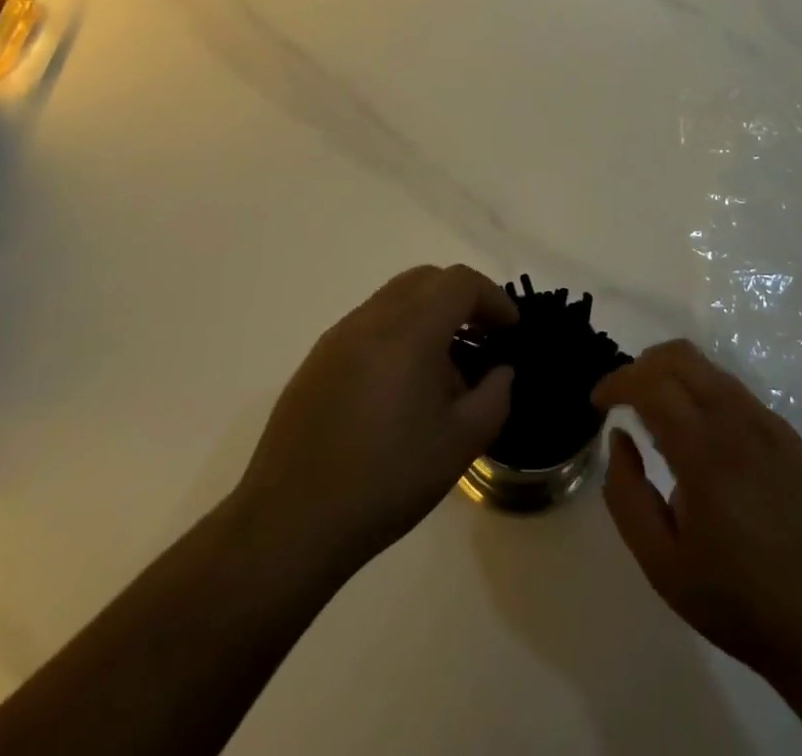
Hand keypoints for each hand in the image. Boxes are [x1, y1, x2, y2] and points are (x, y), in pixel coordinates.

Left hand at [236, 265, 516, 579]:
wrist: (290, 522)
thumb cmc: (386, 479)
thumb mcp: (460, 445)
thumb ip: (494, 397)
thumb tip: (500, 372)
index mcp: (410, 329)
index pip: (460, 282)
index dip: (493, 298)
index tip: (511, 331)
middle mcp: (372, 318)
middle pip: (426, 279)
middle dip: (462, 300)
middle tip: (483, 338)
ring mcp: (339, 336)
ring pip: (395, 299)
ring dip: (429, 316)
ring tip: (445, 369)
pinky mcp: (317, 359)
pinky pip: (369, 325)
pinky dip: (398, 334)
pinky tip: (402, 388)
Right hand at [592, 340, 801, 691]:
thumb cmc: (739, 600)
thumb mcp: (662, 564)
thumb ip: (627, 495)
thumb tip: (620, 439)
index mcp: (704, 450)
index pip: (651, 383)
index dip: (617, 382)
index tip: (598, 401)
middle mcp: (738, 421)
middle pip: (681, 356)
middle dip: (643, 365)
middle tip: (624, 398)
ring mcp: (769, 424)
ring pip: (710, 369)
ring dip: (674, 377)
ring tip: (658, 419)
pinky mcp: (789, 436)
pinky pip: (736, 394)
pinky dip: (705, 396)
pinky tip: (702, 441)